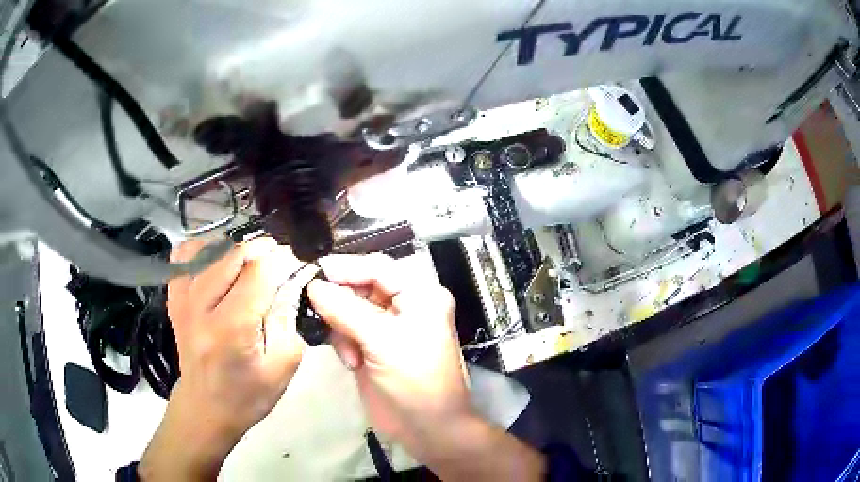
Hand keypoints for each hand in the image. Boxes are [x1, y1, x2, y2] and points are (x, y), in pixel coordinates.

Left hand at [140, 239, 312, 480]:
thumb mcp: (281, 367)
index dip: (281, 260)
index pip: (258, 272)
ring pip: (209, 247)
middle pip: (233, 253)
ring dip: (234, 249)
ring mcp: (182, 298)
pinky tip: (217, 263)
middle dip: (261, 249)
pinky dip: (203, 250)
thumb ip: (287, 319)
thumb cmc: (247, 394)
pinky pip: (184, 255)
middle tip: (277, 260)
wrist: (205, 407)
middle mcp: (201, 306)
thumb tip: (289, 281)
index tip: (296, 262)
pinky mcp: (173, 297)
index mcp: (231, 328)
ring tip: (248, 263)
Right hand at [308, 254, 468, 446]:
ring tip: (349, 352)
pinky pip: (347, 330)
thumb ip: (345, 310)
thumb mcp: (382, 342)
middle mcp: (406, 305)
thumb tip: (314, 285)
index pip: (379, 267)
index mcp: (420, 295)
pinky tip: (352, 362)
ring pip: (350, 308)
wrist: (427, 428)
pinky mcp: (374, 346)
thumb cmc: (415, 382)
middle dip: (341, 301)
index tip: (315, 272)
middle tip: (317, 309)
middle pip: (362, 286)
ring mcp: (388, 327)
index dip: (347, 267)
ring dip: (342, 327)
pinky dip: (343, 343)